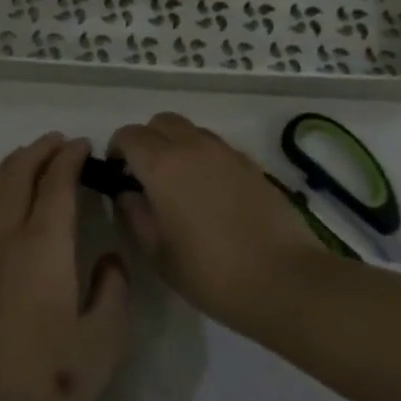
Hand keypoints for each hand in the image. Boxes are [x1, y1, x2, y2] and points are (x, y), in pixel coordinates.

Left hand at [0, 135, 129, 400]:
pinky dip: (0, 186)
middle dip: (40, 150)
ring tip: (35, 157)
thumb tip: (107, 259)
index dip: (69, 158)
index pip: (55, 182)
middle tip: (61, 143)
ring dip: (16, 164)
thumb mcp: (104, 340)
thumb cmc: (50, 378)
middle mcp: (7, 236)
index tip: (84, 146)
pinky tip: (10, 198)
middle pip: (18, 173)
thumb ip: (114, 290)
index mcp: (43, 244)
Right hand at [109, 113, 319, 333]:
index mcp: (162, 164)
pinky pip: (216, 147)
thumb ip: (135, 214)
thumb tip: (127, 193)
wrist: (284, 279)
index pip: (129, 135)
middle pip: (160, 122)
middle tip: (145, 175)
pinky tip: (210, 193)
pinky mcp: (251, 163)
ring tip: (179, 184)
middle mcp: (193, 146)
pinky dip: (203, 157)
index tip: (117, 175)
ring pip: (190, 130)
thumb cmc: (211, 272)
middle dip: (146, 140)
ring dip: (176, 145)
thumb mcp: (158, 252)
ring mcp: (226, 152)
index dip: (117, 150)